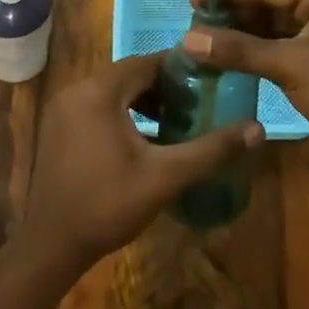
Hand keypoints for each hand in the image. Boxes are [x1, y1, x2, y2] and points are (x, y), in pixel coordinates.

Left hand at [18, 55, 264, 271]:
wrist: (51, 245)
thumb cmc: (108, 205)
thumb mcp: (164, 177)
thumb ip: (210, 150)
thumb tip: (257, 129)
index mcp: (99, 91)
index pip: (146, 62)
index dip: (179, 70)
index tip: (208, 81)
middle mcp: (77, 89)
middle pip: (129, 74)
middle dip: (163, 87)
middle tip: (197, 103)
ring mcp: (64, 108)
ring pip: (113, 91)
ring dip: (143, 100)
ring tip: (176, 121)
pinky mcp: (59, 127)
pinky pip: (97, 106)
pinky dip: (122, 113)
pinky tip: (144, 138)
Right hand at [183, 0, 308, 172]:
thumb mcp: (289, 66)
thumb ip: (238, 50)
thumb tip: (187, 39)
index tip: (192, 0)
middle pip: (267, 4)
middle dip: (232, 13)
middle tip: (193, 22)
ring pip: (270, 26)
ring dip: (240, 33)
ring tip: (202, 39)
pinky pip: (277, 46)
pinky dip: (253, 51)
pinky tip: (226, 57)